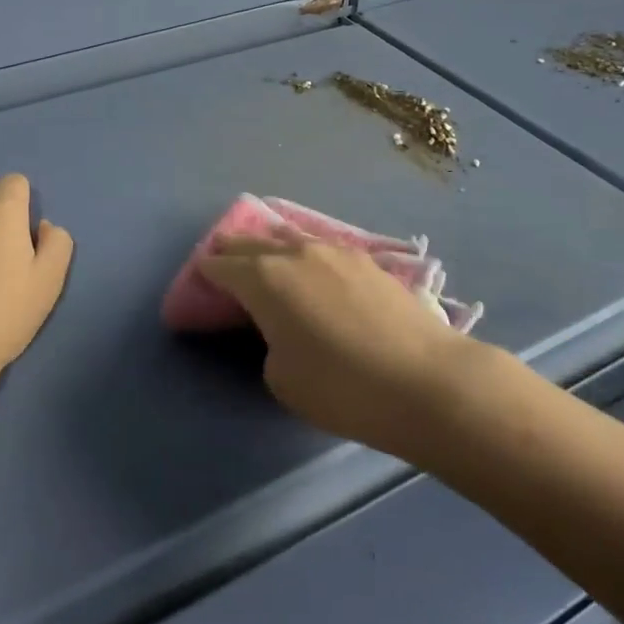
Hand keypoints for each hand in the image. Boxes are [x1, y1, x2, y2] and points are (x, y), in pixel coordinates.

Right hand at [197, 234, 475, 457]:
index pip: (223, 266)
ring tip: (265, 253)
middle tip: (223, 258)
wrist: (423, 380)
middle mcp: (295, 253)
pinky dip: (305, 252)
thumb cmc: (341, 387)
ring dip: (271, 244)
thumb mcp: (282, 377)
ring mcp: (334, 251)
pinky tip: (311, 263)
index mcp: (264, 278)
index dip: (207, 272)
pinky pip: (321, 247)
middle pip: (253, 242)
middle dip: (233, 249)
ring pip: (290, 236)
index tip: (200, 279)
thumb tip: (284, 328)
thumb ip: (270, 343)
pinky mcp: (367, 260)